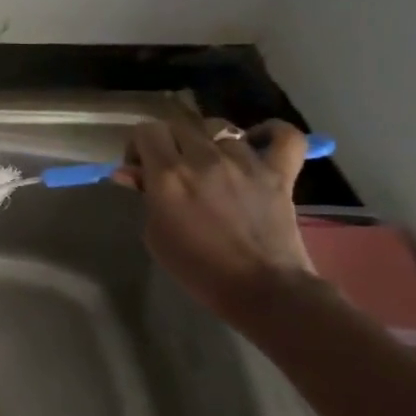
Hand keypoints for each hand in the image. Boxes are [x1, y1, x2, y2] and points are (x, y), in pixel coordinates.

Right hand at [111, 118, 315, 318]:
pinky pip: (284, 137)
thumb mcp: (155, 234)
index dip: (139, 146)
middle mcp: (204, 158)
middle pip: (179, 125)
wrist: (261, 289)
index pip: (147, 131)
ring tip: (211, 166)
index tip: (141, 169)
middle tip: (172, 169)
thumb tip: (131, 173)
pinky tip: (258, 141)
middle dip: (170, 143)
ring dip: (209, 144)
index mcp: (168, 174)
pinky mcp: (279, 173)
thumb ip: (146, 196)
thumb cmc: (197, 268)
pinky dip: (271, 133)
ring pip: (221, 130)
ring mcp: (245, 162)